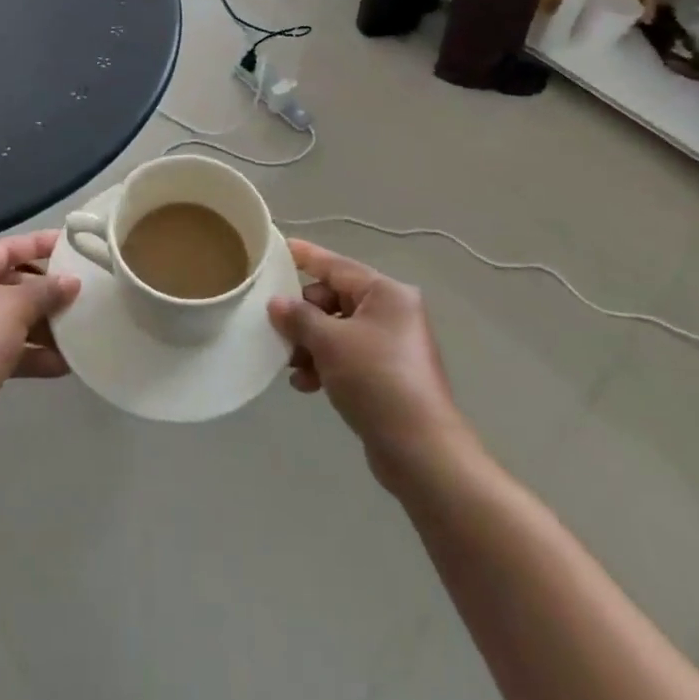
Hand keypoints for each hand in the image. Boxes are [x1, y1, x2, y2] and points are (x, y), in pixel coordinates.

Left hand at [0, 232, 80, 437]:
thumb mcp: (15, 308)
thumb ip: (47, 291)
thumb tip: (73, 281)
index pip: (5, 247)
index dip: (39, 244)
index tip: (70, 244)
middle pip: (7, 283)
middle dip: (44, 293)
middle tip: (78, 294)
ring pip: (7, 318)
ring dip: (40, 326)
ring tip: (76, 331)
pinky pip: (2, 347)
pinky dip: (28, 352)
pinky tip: (61, 364)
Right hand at [268, 240, 471, 490]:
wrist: (421, 451)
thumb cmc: (376, 380)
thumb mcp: (329, 342)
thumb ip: (299, 317)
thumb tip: (277, 303)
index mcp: (386, 293)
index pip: (336, 265)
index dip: (306, 256)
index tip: (278, 248)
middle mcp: (392, 312)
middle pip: (335, 299)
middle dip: (304, 315)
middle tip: (278, 329)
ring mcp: (392, 345)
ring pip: (338, 330)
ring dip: (311, 343)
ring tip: (291, 364)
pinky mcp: (388, 375)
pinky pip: (348, 356)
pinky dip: (326, 363)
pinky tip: (306, 384)